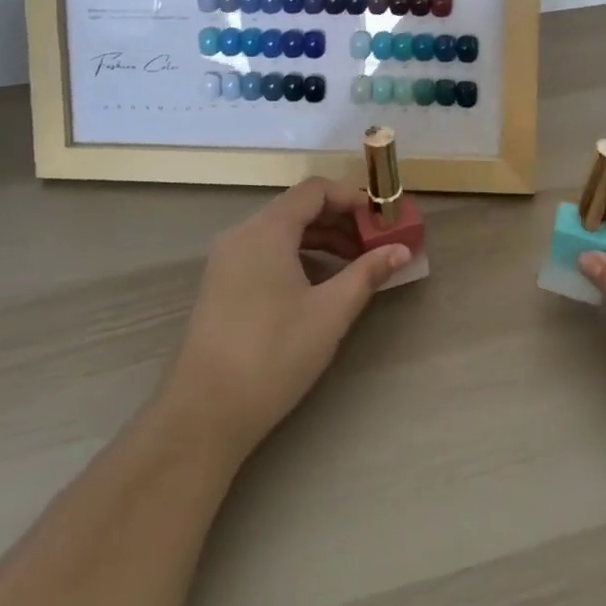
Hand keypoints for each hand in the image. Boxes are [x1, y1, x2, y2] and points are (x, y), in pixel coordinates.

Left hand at [159, 178, 410, 461]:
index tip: (380, 221)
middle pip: (298, 208)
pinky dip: (297, 256)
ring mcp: (226, 260)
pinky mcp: (221, 285)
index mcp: (268, 229)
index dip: (352, 198)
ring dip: (320, 240)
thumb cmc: (273, 354)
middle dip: (340, 221)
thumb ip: (367, 273)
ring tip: (353, 266)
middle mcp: (243, 233)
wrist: (204, 414)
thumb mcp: (330, 312)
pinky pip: (265, 252)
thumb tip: (402, 249)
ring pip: (281, 231)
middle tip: (373, 244)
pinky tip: (318, 286)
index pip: (315, 190)